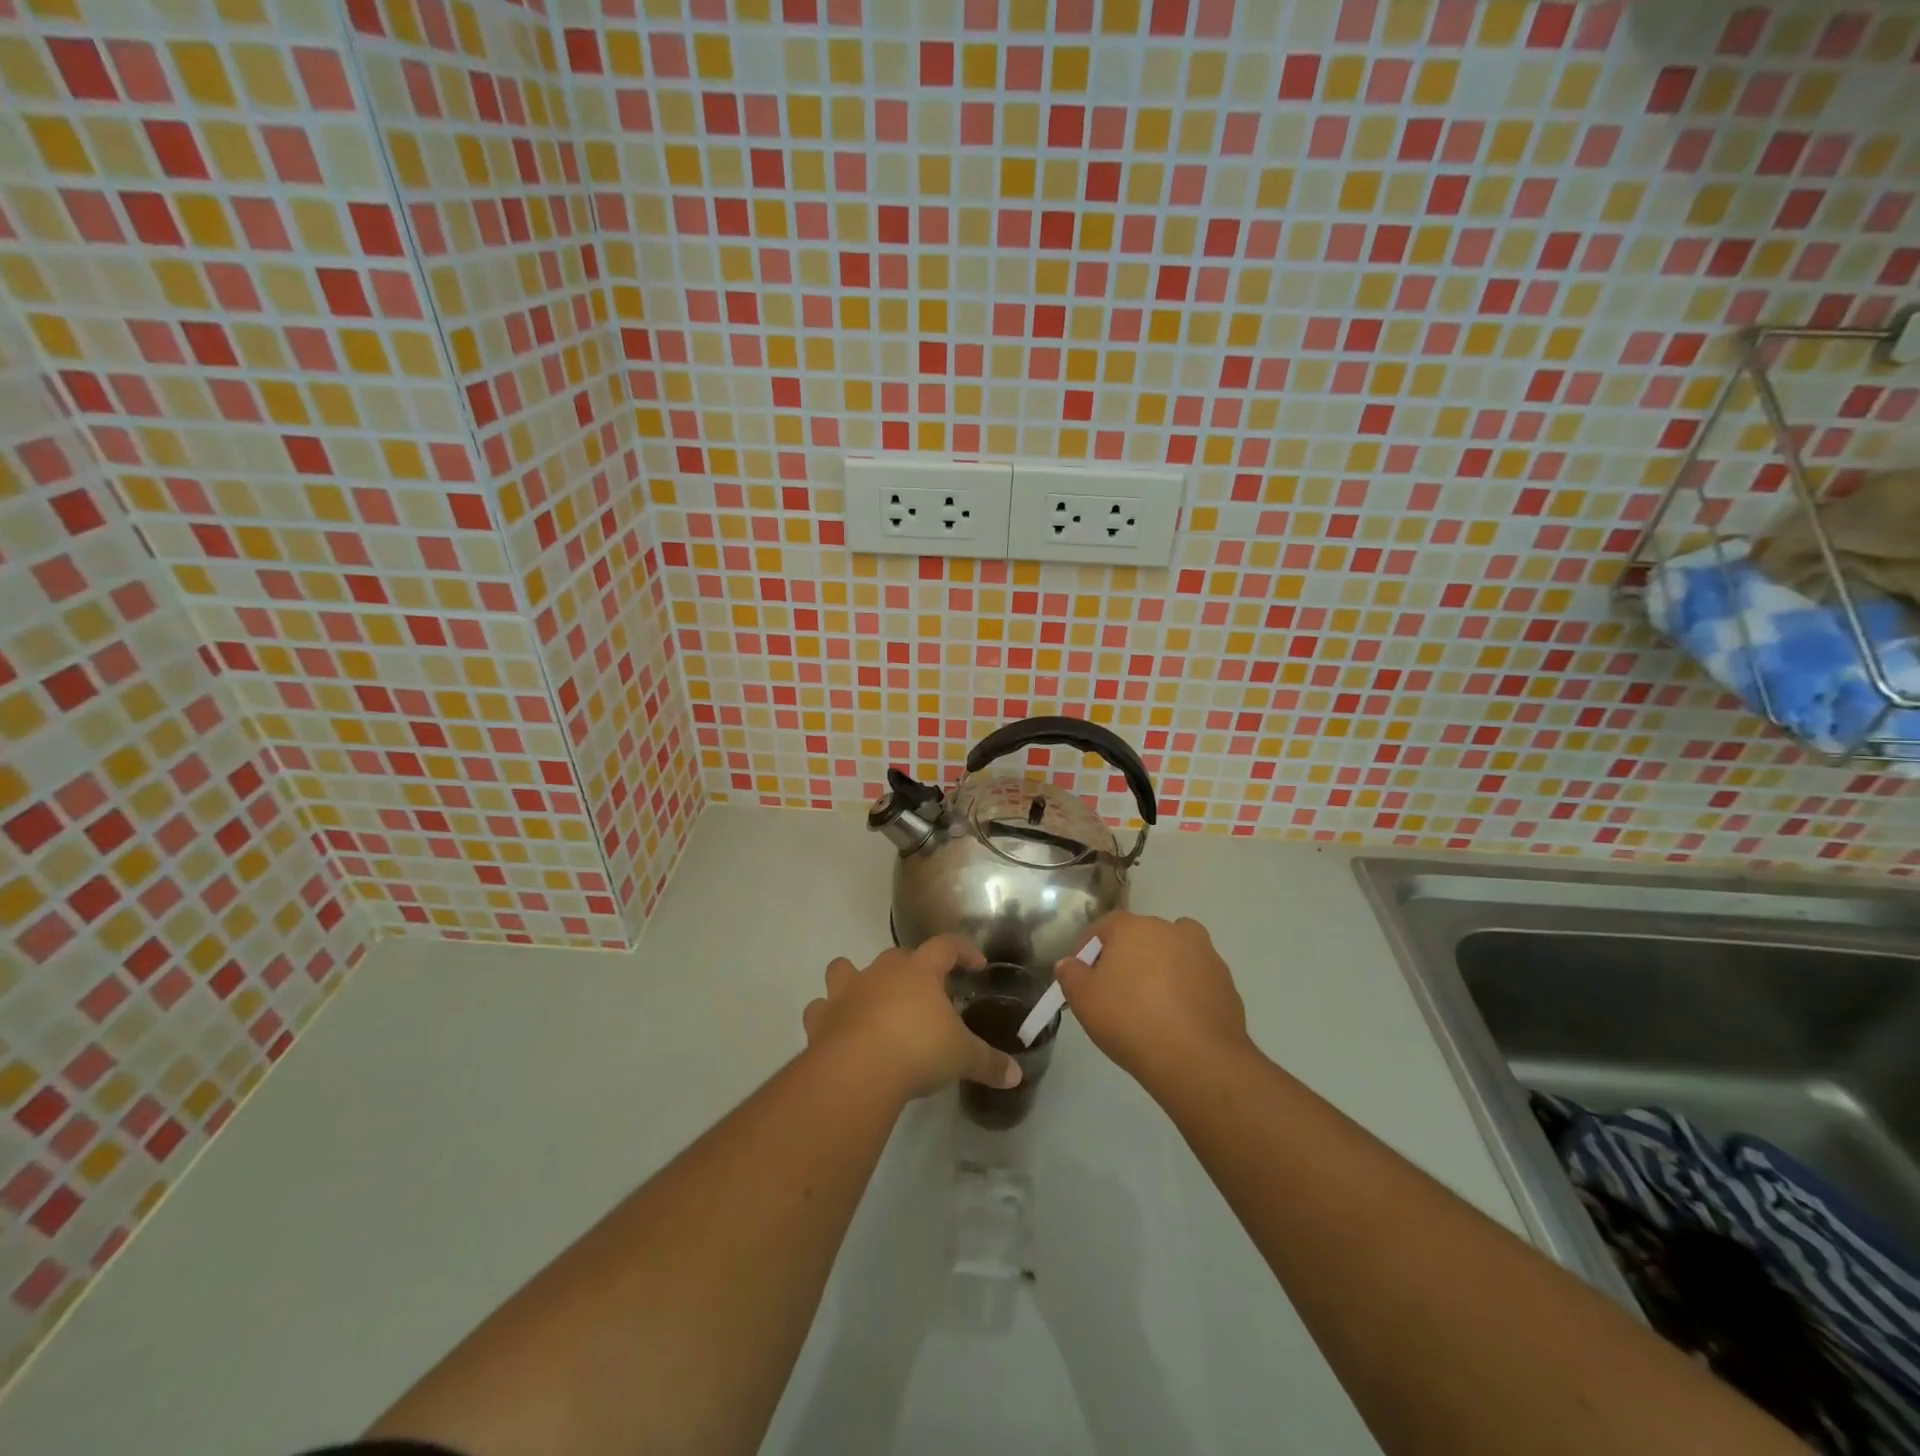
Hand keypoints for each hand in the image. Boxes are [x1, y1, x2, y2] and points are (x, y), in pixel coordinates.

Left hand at [803, 936, 1022, 1101]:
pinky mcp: (821, 1017)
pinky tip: (838, 1030)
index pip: (946, 946)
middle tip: (926, 994)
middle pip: (898, 956)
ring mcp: (847, 991)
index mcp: (920, 971)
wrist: (858, 1069)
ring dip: (855, 979)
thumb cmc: (918, 1050)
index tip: (976, 964)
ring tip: (869, 1001)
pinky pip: (821, 1008)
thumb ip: (989, 1062)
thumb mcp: (962, 1057)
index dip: (963, 951)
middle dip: (912, 969)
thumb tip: (1016, 1076)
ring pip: (845, 969)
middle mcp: (882, 972)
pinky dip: (828, 1016)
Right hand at [1054, 912, 1250, 1092]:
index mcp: (1133, 927)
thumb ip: (1071, 975)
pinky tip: (1177, 1020)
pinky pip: (1196, 979)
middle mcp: (1170, 929)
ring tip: (1150, 1005)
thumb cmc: (1130, 1020)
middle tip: (1114, 991)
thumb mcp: (1084, 1000)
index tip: (1081, 974)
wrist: (1198, 1059)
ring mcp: (1204, 953)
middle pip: (1141, 937)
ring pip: (1173, 954)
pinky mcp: (1226, 981)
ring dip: (1160, 969)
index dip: (1088, 948)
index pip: (1104, 927)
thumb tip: (1070, 964)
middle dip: (1126, 957)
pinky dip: (1185, 990)